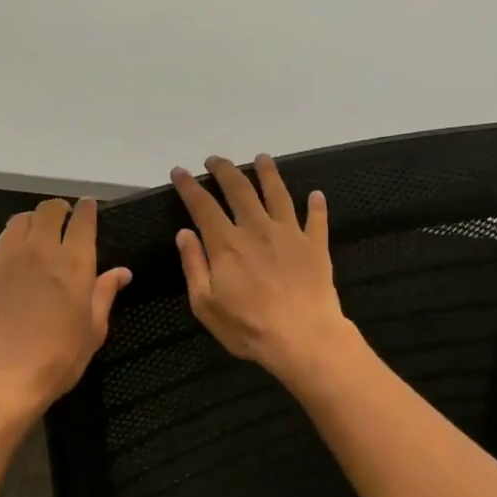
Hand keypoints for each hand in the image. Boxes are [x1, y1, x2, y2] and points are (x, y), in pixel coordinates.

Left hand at [0, 196, 129, 421]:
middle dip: (61, 210)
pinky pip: (4, 237)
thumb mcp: (92, 331)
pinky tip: (20, 249)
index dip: (87, 209)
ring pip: (24, 218)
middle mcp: (44, 251)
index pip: (83, 221)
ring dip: (36, 219)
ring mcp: (12, 256)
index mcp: (76, 265)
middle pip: (50, 210)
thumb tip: (122, 272)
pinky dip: (16, 234)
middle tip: (66, 221)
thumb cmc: (57, 359)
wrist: (1, 376)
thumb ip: (105, 295)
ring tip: (41, 232)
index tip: (89, 206)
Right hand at [172, 155, 351, 382]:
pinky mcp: (315, 246)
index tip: (180, 171)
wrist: (303, 337)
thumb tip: (184, 233)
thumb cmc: (248, 327)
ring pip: (277, 194)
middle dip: (225, 170)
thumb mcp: (205, 304)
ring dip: (268, 173)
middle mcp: (257, 229)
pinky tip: (316, 194)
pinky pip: (316, 219)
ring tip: (262, 158)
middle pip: (240, 190)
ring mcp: (289, 234)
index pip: (203, 206)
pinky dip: (316, 205)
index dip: (190, 186)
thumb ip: (194, 265)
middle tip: (216, 160)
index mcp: (227, 243)